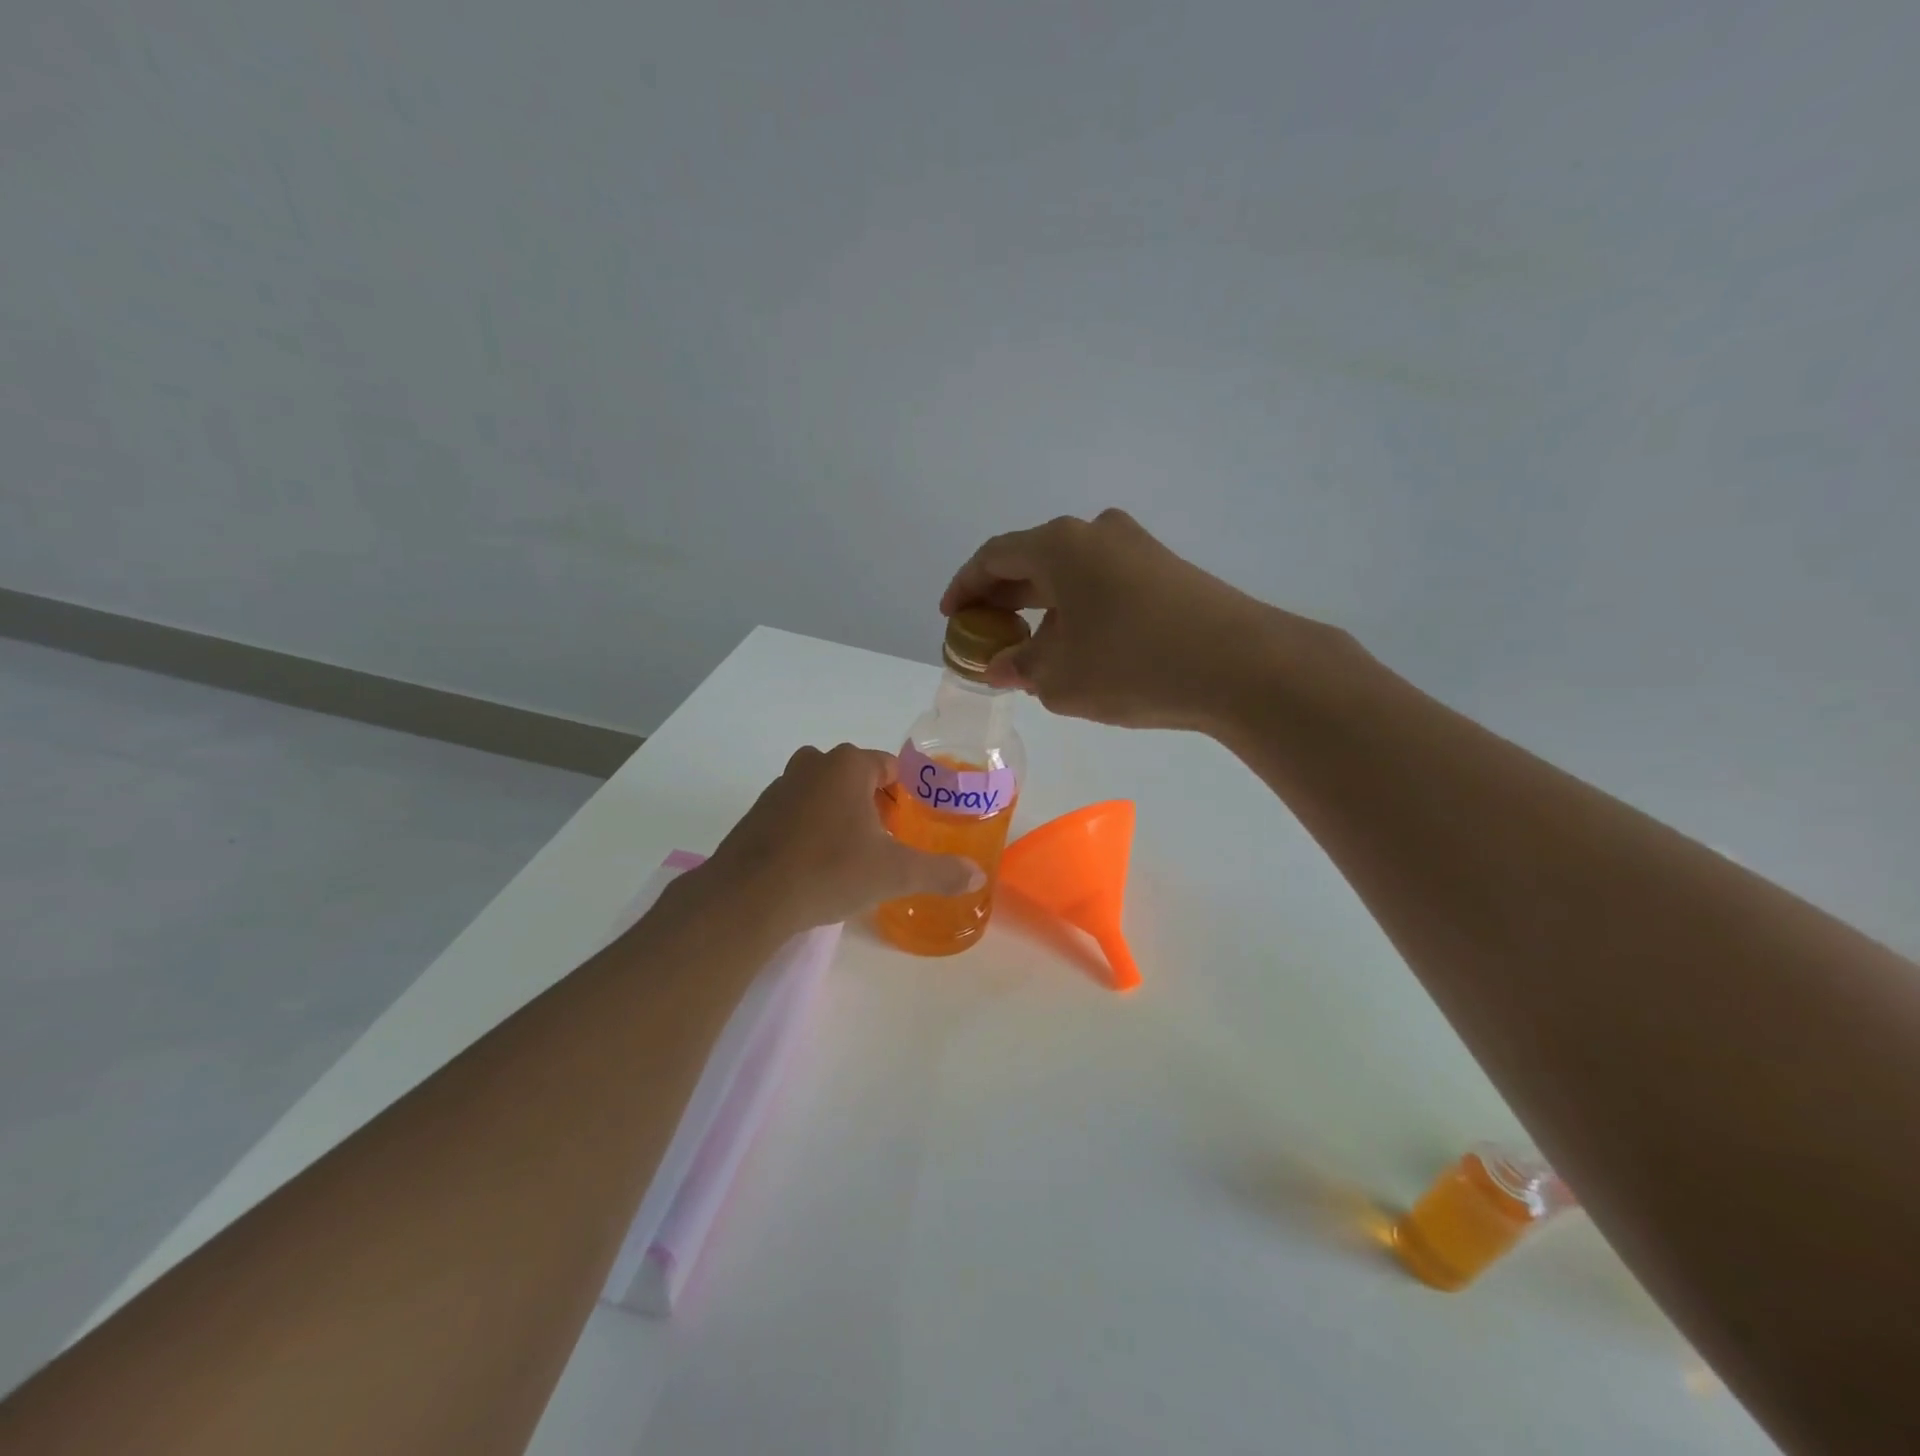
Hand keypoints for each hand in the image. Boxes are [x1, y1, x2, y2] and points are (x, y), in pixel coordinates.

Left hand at [700, 744, 984, 932]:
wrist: (749, 898)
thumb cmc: (829, 871)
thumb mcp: (894, 873)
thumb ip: (939, 871)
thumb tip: (977, 875)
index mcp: (848, 765)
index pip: (890, 767)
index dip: (906, 796)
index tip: (912, 826)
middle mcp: (812, 764)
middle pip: (857, 779)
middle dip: (875, 806)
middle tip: (888, 843)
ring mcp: (780, 786)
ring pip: (825, 794)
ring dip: (843, 817)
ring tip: (855, 857)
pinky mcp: (757, 813)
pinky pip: (798, 813)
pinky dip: (812, 830)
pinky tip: (817, 866)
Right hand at [941, 509, 1312, 731]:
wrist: (1240, 665)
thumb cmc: (1132, 665)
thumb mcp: (1058, 677)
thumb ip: (1018, 667)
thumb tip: (1002, 665)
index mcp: (1059, 545)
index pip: (994, 557)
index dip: (964, 586)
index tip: (950, 616)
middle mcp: (1096, 532)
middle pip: (1032, 560)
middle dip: (1003, 599)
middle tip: (985, 634)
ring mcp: (1137, 547)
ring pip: (1070, 573)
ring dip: (1042, 607)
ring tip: (1030, 649)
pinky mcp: (1166, 570)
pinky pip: (1103, 583)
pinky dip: (1077, 609)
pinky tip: (1079, 646)